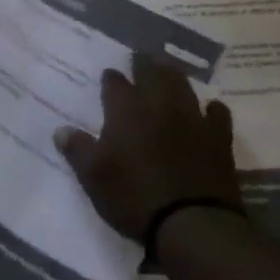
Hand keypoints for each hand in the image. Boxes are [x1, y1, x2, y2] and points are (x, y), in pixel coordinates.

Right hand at [55, 51, 243, 242]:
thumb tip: (61, 129)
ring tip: (168, 70)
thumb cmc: (134, 198)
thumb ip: (78, 150)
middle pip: (152, 74)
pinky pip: (217, 114)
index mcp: (126, 111)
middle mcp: (159, 106)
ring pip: (183, 86)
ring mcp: (192, 119)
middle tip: (140, 56)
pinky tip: (210, 108)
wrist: (192, 223)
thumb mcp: (94, 178)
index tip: (109, 75)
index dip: (111, 79)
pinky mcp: (218, 138)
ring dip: (173, 75)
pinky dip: (212, 108)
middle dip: (144, 64)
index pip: (115, 84)